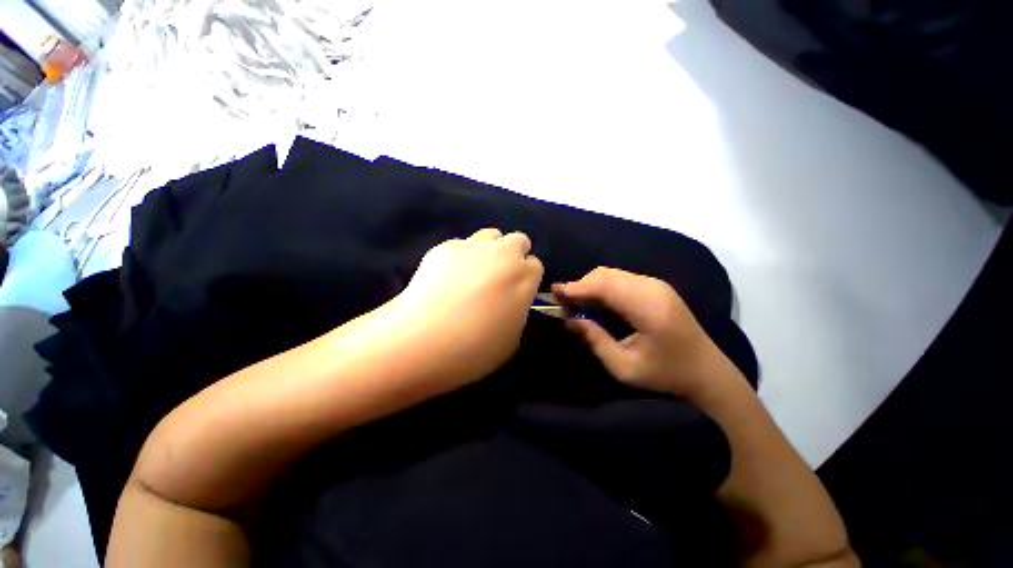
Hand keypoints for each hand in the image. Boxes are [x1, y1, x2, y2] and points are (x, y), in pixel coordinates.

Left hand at [394, 228, 543, 387]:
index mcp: (524, 277)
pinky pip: (461, 245)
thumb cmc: (474, 349)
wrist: (421, 341)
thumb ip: (518, 311)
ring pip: (491, 235)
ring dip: (490, 250)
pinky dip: (461, 256)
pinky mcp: (444, 247)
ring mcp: (472, 246)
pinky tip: (447, 277)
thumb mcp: (512, 339)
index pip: (536, 265)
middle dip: (514, 256)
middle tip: (499, 279)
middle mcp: (503, 254)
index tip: (516, 293)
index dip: (527, 279)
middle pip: (518, 240)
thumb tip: (510, 300)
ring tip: (474, 273)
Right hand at [554, 267, 725, 399]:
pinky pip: (620, 278)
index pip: (605, 286)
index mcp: (649, 308)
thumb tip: (569, 320)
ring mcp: (656, 285)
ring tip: (577, 303)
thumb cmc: (666, 375)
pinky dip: (602, 286)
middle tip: (564, 302)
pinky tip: (596, 301)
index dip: (577, 287)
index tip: (554, 292)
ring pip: (612, 274)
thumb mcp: (625, 367)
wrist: (708, 372)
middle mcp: (653, 288)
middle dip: (581, 285)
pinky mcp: (656, 287)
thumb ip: (595, 340)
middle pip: (606, 275)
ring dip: (590, 285)